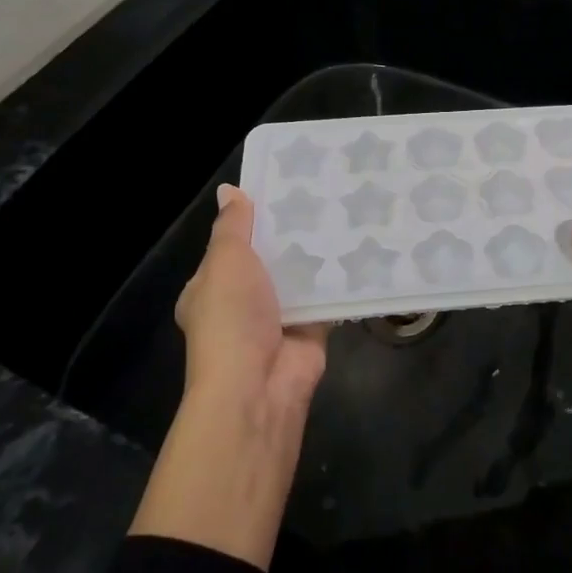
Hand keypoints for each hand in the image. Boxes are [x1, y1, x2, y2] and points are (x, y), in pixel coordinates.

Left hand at [175, 184, 327, 412]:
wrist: (259, 385)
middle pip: (270, 258)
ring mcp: (278, 317)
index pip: (231, 245)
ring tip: (346, 210)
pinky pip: (327, 295)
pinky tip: (361, 246)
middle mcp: (243, 303)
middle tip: (322, 193)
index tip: (282, 187)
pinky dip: (340, 278)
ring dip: (317, 252)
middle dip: (291, 233)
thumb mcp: (225, 262)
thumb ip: (233, 227)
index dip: (252, 218)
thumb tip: (230, 190)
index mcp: (211, 288)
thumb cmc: (232, 318)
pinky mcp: (311, 328)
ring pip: (300, 275)